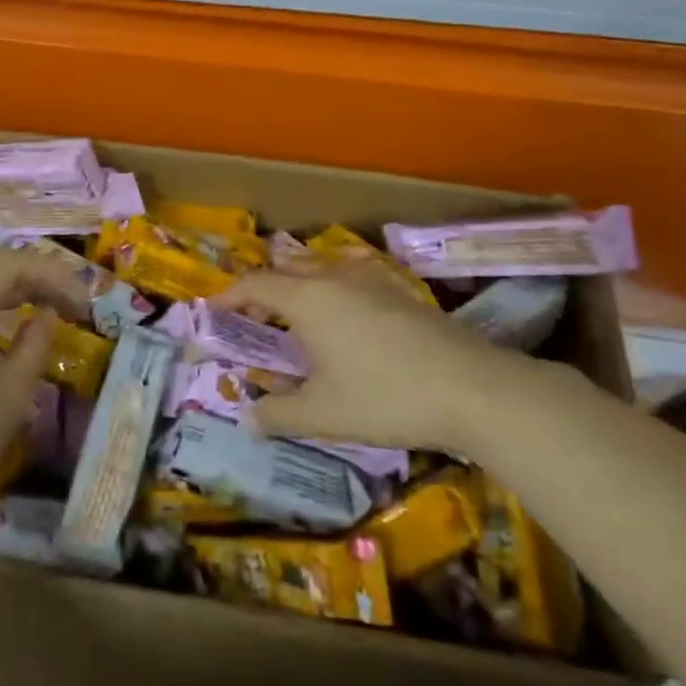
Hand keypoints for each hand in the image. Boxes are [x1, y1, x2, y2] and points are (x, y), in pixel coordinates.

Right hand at [217, 262, 549, 453]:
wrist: (473, 388)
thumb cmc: (385, 397)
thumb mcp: (322, 414)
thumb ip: (278, 414)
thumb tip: (247, 419)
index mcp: (306, 299)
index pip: (255, 285)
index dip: (229, 297)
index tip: (213, 312)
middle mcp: (333, 278)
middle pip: (286, 269)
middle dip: (262, 290)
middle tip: (253, 320)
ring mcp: (371, 280)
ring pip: (321, 266)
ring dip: (299, 283)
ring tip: (295, 312)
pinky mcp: (400, 291)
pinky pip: (352, 274)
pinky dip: (333, 284)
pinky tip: (347, 307)